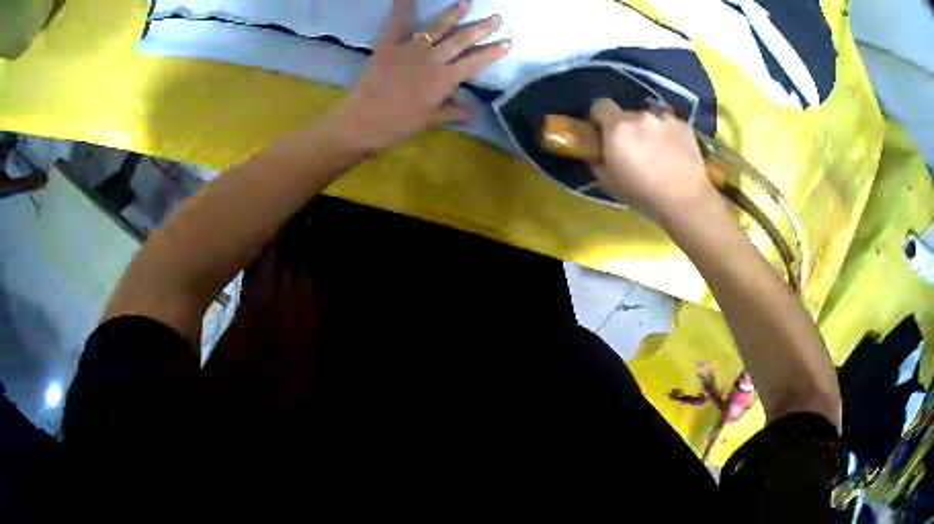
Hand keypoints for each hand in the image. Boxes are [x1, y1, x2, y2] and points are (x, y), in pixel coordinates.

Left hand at [325, 0, 510, 154]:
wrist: (363, 122)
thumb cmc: (398, 126)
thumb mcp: (430, 121)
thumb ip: (453, 112)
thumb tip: (475, 115)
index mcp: (445, 79)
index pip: (475, 63)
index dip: (492, 53)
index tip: (507, 42)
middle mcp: (433, 60)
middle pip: (461, 41)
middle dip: (481, 29)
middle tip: (497, 18)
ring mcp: (411, 50)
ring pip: (438, 28)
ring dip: (454, 14)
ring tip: (467, 2)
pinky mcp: (389, 46)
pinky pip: (397, 24)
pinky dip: (401, 8)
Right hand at [588, 98, 717, 223]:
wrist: (686, 201)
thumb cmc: (643, 195)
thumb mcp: (609, 183)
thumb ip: (598, 160)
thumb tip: (598, 152)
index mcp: (618, 127)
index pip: (600, 105)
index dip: (599, 117)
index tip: (602, 133)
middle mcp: (640, 116)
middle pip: (627, 115)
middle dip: (627, 128)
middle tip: (633, 151)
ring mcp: (664, 119)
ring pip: (650, 120)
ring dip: (648, 132)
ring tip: (657, 154)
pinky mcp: (683, 125)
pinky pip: (669, 125)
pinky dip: (668, 136)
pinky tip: (674, 155)